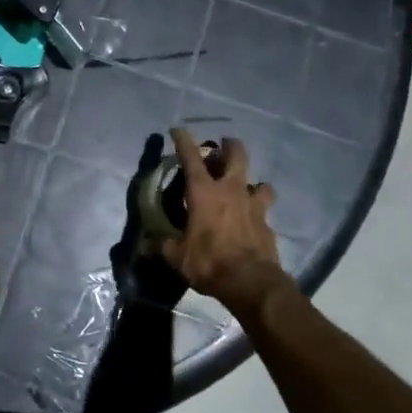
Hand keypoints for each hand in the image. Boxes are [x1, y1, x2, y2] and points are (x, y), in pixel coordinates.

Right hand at [160, 128, 289, 317]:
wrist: (252, 282)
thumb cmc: (209, 262)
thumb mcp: (177, 256)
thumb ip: (162, 246)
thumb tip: (144, 246)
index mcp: (204, 193)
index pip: (191, 157)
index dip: (183, 140)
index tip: (178, 130)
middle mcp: (231, 190)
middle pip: (237, 155)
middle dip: (229, 146)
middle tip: (222, 146)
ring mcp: (253, 204)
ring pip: (258, 180)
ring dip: (250, 180)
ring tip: (242, 187)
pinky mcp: (267, 222)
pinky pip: (264, 206)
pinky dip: (258, 207)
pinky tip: (252, 216)